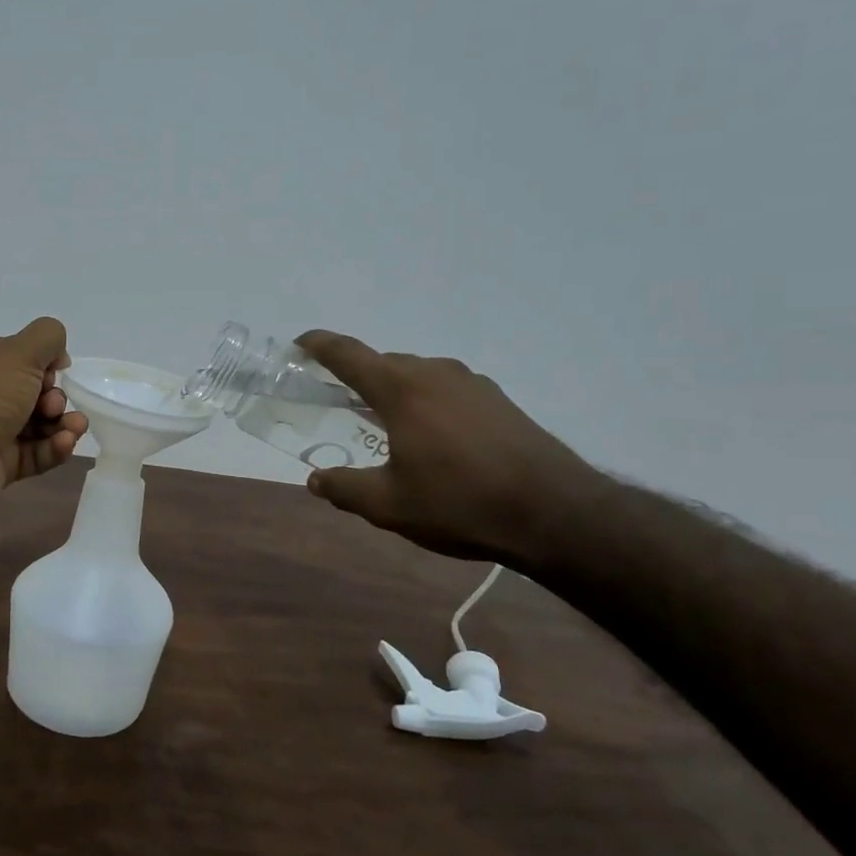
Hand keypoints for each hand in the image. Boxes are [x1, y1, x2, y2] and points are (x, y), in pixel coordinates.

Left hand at [0, 317, 89, 523]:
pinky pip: (34, 453)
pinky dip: (53, 448)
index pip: (17, 355)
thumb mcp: (17, 353)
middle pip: (30, 391)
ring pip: (36, 425)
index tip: (58, 371)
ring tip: (75, 428)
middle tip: (53, 405)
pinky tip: (65, 444)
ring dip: (61, 423)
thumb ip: (46, 338)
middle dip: (53, 397)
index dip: (43, 362)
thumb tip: (57, 355)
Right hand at [295, 330, 602, 564]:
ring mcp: (472, 383)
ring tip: (385, 422)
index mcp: (401, 389)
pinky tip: (432, 435)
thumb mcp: (389, 505)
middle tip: (338, 400)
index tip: (300, 342)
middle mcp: (435, 373)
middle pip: (384, 363)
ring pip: (418, 375)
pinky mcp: (498, 400)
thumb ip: (345, 488)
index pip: (348, 354)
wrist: (555, 513)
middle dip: (357, 376)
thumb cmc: (460, 503)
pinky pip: (446, 388)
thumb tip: (315, 480)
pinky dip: (426, 401)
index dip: (320, 345)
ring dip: (394, 389)